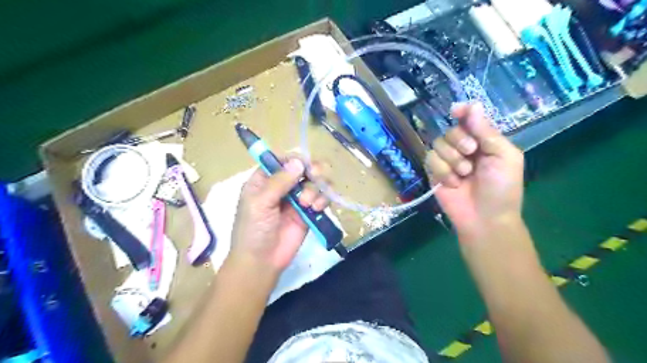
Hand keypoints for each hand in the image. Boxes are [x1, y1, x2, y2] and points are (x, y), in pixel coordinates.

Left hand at [230, 157, 329, 274]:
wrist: (261, 262)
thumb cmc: (253, 230)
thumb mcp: (260, 203)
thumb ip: (279, 182)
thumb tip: (299, 162)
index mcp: (265, 179)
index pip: (284, 159)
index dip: (296, 160)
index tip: (304, 167)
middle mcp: (282, 185)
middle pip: (304, 168)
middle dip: (312, 170)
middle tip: (315, 176)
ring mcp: (297, 199)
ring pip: (316, 182)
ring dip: (316, 188)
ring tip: (309, 203)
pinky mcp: (309, 212)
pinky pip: (322, 198)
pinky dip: (323, 200)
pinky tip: (317, 208)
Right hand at [428, 104, 521, 241]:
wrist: (485, 218)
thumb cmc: (502, 188)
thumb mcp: (504, 157)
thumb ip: (487, 131)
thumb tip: (473, 105)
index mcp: (484, 140)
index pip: (469, 118)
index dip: (462, 111)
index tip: (455, 110)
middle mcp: (464, 147)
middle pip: (450, 129)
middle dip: (460, 140)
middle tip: (471, 152)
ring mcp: (447, 160)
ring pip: (438, 144)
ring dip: (452, 159)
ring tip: (464, 174)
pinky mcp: (434, 172)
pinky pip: (430, 159)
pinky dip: (442, 171)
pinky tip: (453, 183)